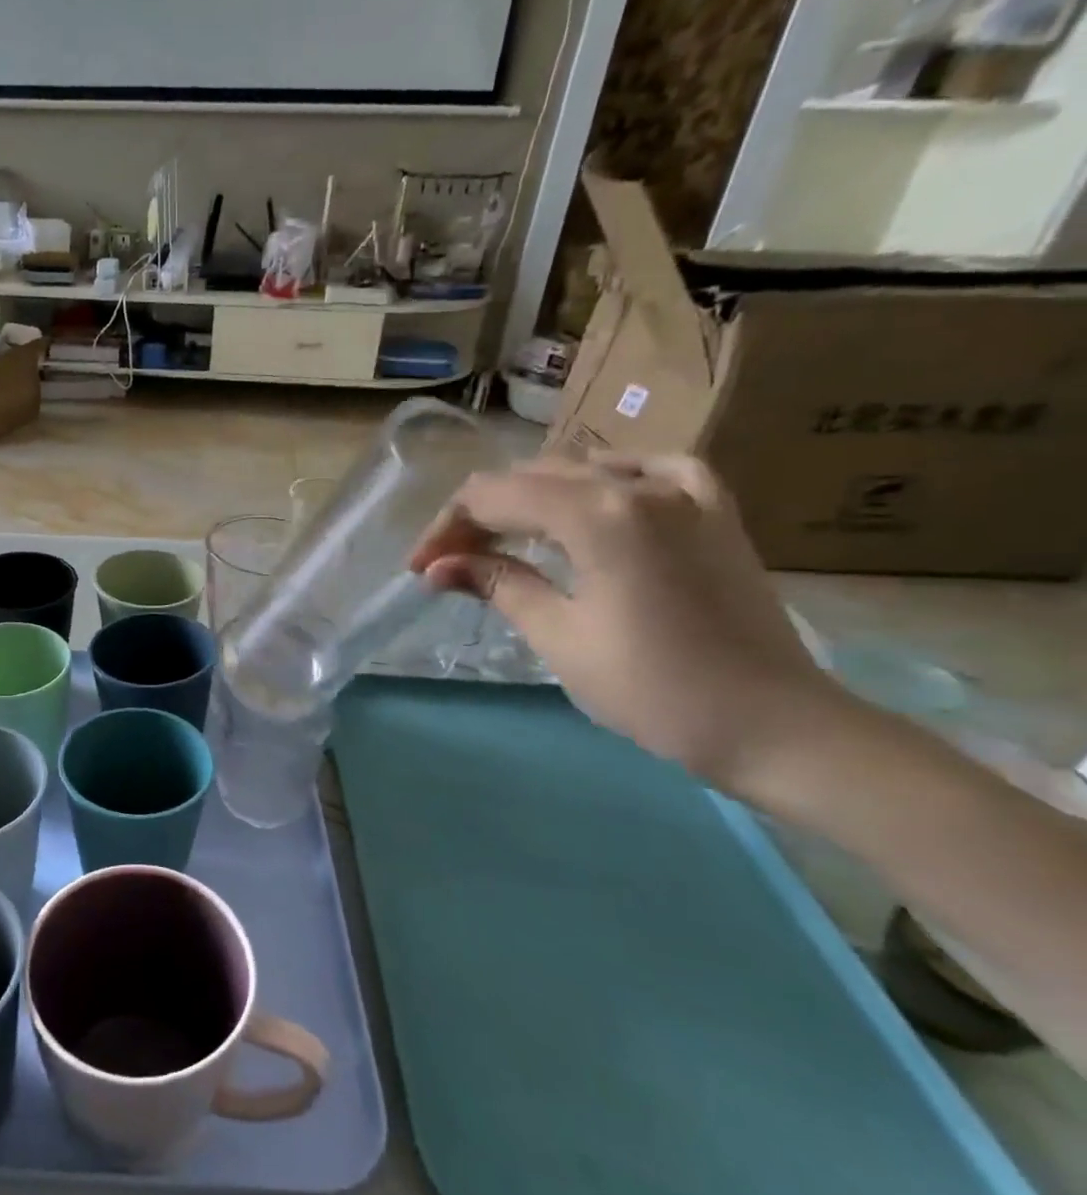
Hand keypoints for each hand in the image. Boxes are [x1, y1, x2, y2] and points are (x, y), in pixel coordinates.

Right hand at [411, 453, 839, 788]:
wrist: (773, 725)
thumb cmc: (653, 689)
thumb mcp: (560, 636)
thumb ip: (499, 585)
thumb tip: (437, 567)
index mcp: (598, 514)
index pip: (493, 497)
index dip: (447, 528)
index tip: (421, 569)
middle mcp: (640, 484)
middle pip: (532, 477)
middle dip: (480, 516)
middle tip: (451, 563)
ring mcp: (686, 492)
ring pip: (584, 469)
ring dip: (531, 499)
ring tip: (505, 540)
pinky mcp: (715, 510)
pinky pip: (651, 469)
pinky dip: (608, 478)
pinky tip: (596, 493)